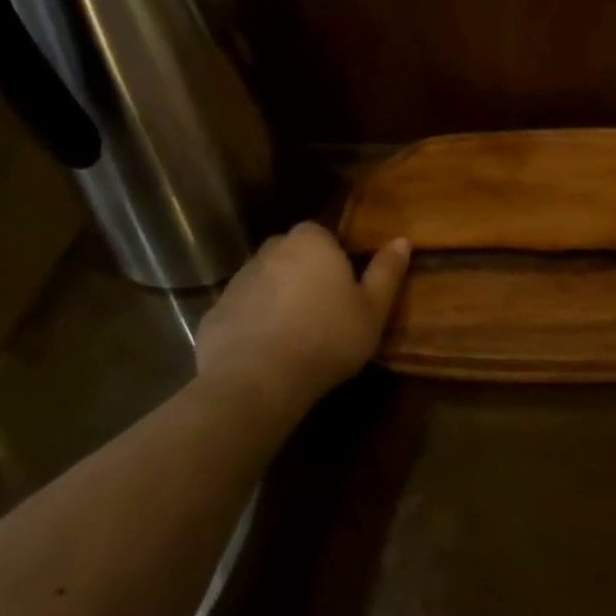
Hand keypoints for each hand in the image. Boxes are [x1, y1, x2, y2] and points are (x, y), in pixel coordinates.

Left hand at [195, 222, 410, 411]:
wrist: (257, 381)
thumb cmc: (327, 338)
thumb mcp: (373, 309)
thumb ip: (387, 272)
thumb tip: (402, 241)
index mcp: (311, 242)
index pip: (323, 234)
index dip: (335, 258)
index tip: (346, 287)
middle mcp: (270, 251)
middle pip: (292, 254)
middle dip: (305, 273)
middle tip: (324, 309)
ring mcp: (237, 282)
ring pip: (266, 282)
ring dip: (279, 298)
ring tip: (297, 335)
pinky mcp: (214, 314)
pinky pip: (242, 312)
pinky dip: (254, 325)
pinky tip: (268, 352)